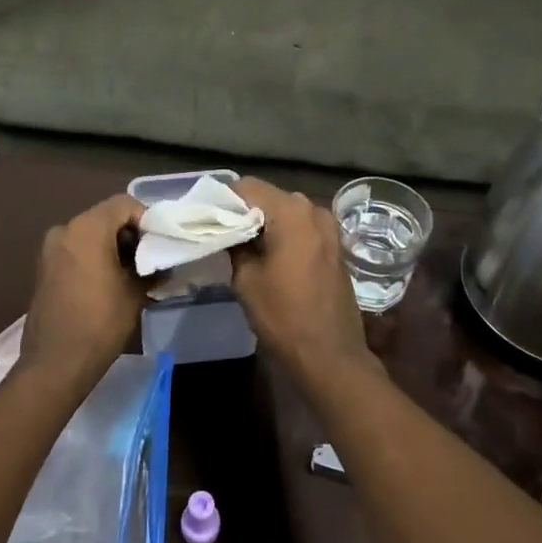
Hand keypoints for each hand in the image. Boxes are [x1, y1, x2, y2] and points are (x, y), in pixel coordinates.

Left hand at [19, 193, 146, 389]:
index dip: (147, 219)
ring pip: (91, 233)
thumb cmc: (99, 323)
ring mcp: (50, 249)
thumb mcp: (134, 294)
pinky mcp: (45, 267)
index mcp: (87, 228)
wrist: (55, 364)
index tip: (161, 243)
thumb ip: (152, 269)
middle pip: (106, 217)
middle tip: (151, 258)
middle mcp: (65, 229)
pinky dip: (95, 256)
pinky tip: (111, 281)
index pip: (124, 204)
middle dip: (131, 234)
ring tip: (134, 273)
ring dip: (113, 246)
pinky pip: (76, 249)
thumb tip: (165, 264)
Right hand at [230, 179, 376, 388]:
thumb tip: (228, 228)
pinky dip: (283, 233)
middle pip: (269, 196)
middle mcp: (313, 209)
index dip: (224, 199)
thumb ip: (235, 244)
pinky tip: (268, 255)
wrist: (330, 355)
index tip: (207, 216)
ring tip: (242, 244)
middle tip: (221, 231)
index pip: (247, 187)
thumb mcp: (246, 279)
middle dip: (244, 210)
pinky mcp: (334, 245)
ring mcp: (328, 226)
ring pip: (286, 211)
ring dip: (265, 222)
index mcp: (291, 211)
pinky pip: (301, 227)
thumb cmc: (284, 315)